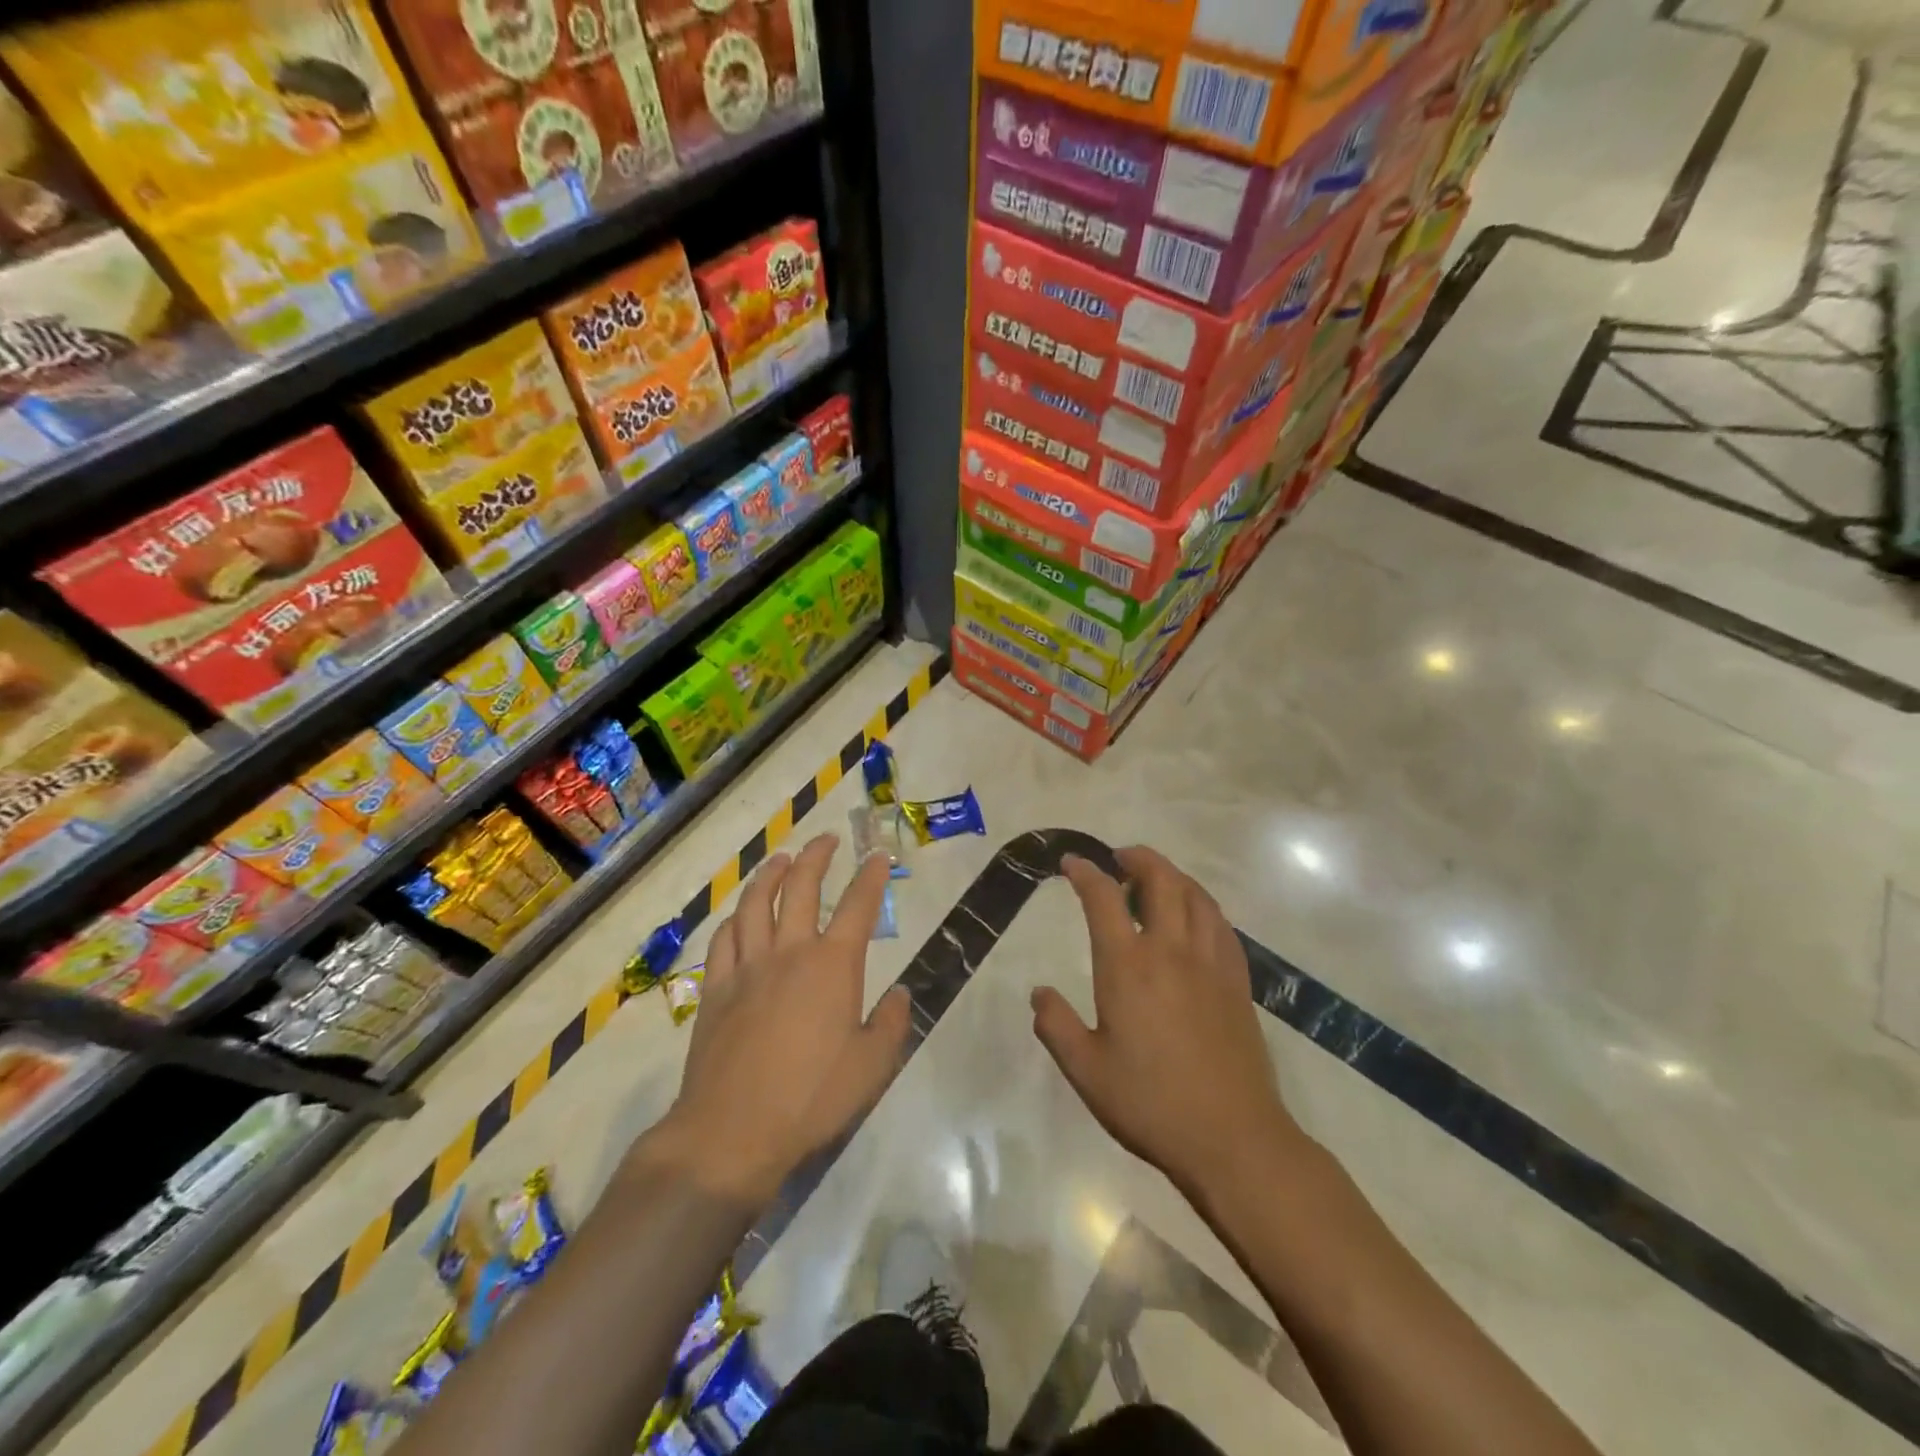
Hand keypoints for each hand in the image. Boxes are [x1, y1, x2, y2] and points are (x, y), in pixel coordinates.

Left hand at [659, 835, 910, 1206]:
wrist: (732, 1131)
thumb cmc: (811, 1098)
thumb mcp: (872, 1067)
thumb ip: (891, 1024)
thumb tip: (900, 993)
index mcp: (833, 965)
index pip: (858, 906)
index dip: (871, 877)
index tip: (878, 858)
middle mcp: (790, 952)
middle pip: (801, 888)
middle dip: (816, 857)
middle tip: (825, 840)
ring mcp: (747, 967)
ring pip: (755, 904)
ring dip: (769, 875)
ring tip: (780, 860)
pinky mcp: (715, 989)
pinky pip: (723, 939)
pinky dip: (734, 919)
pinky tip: (739, 916)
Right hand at [1032, 847, 1303, 1198]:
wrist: (1233, 1138)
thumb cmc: (1150, 1103)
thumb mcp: (1086, 1071)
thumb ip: (1056, 1026)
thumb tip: (1039, 992)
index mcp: (1127, 966)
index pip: (1103, 898)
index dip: (1085, 872)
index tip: (1072, 862)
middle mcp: (1171, 950)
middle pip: (1160, 880)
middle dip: (1138, 859)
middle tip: (1120, 859)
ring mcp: (1211, 963)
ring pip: (1196, 895)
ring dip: (1173, 875)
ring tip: (1156, 879)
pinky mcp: (1238, 981)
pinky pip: (1221, 924)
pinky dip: (1202, 904)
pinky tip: (1195, 917)